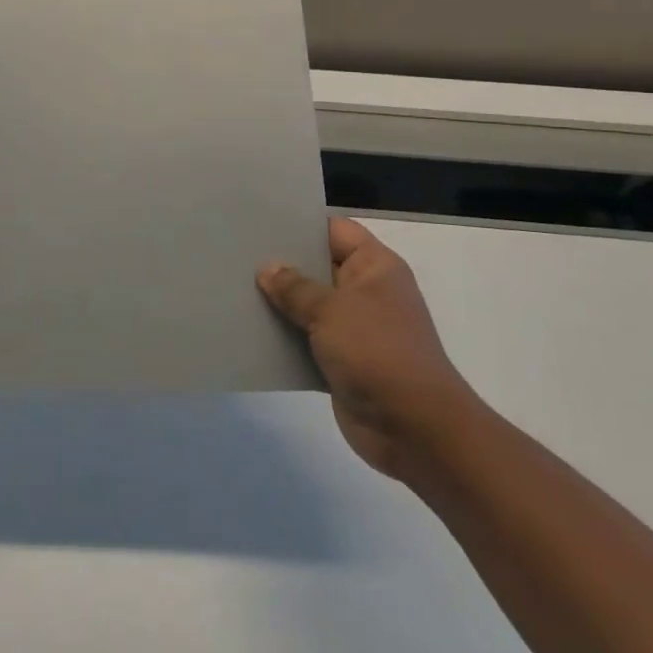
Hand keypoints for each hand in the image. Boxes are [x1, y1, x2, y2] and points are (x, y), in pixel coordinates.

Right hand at [258, 216, 477, 483]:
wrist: (415, 430)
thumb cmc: (377, 353)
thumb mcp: (331, 311)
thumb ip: (295, 288)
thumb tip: (268, 268)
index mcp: (375, 267)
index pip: (335, 230)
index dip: (301, 224)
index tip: (261, 223)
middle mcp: (368, 291)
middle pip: (319, 266)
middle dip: (283, 264)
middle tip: (238, 254)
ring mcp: (357, 328)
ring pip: (311, 305)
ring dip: (281, 304)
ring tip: (236, 288)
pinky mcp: (345, 361)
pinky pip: (309, 339)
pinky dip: (287, 337)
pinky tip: (251, 330)